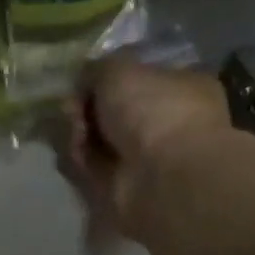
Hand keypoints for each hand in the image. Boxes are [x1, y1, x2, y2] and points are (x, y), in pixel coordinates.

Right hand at [64, 58, 231, 236]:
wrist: (162, 175)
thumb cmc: (153, 110)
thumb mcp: (120, 69)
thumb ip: (98, 69)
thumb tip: (86, 80)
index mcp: (181, 87)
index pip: (136, 79)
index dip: (105, 79)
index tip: (83, 81)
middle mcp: (167, 122)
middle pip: (113, 110)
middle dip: (86, 108)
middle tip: (73, 109)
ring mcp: (147, 157)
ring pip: (99, 139)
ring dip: (79, 133)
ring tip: (76, 133)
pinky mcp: (124, 186)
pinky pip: (92, 166)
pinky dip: (81, 160)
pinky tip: (78, 154)